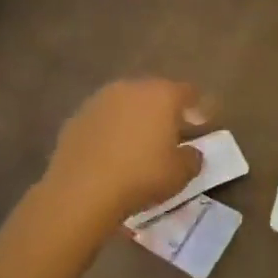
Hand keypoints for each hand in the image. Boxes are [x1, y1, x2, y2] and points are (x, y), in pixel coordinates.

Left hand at [40, 79, 212, 228]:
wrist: (82, 190)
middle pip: (155, 93)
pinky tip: (111, 153)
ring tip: (138, 144)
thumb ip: (193, 158)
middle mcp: (131, 87)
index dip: (198, 107)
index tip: (201, 124)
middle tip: (170, 134)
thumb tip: (192, 151)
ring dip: (135, 118)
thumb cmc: (141, 176)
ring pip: (126, 104)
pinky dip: (110, 130)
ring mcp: (100, 99)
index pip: (188, 92)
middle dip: (164, 110)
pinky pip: (103, 120)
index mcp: (162, 94)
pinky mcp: (76, 117)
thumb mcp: (180, 174)